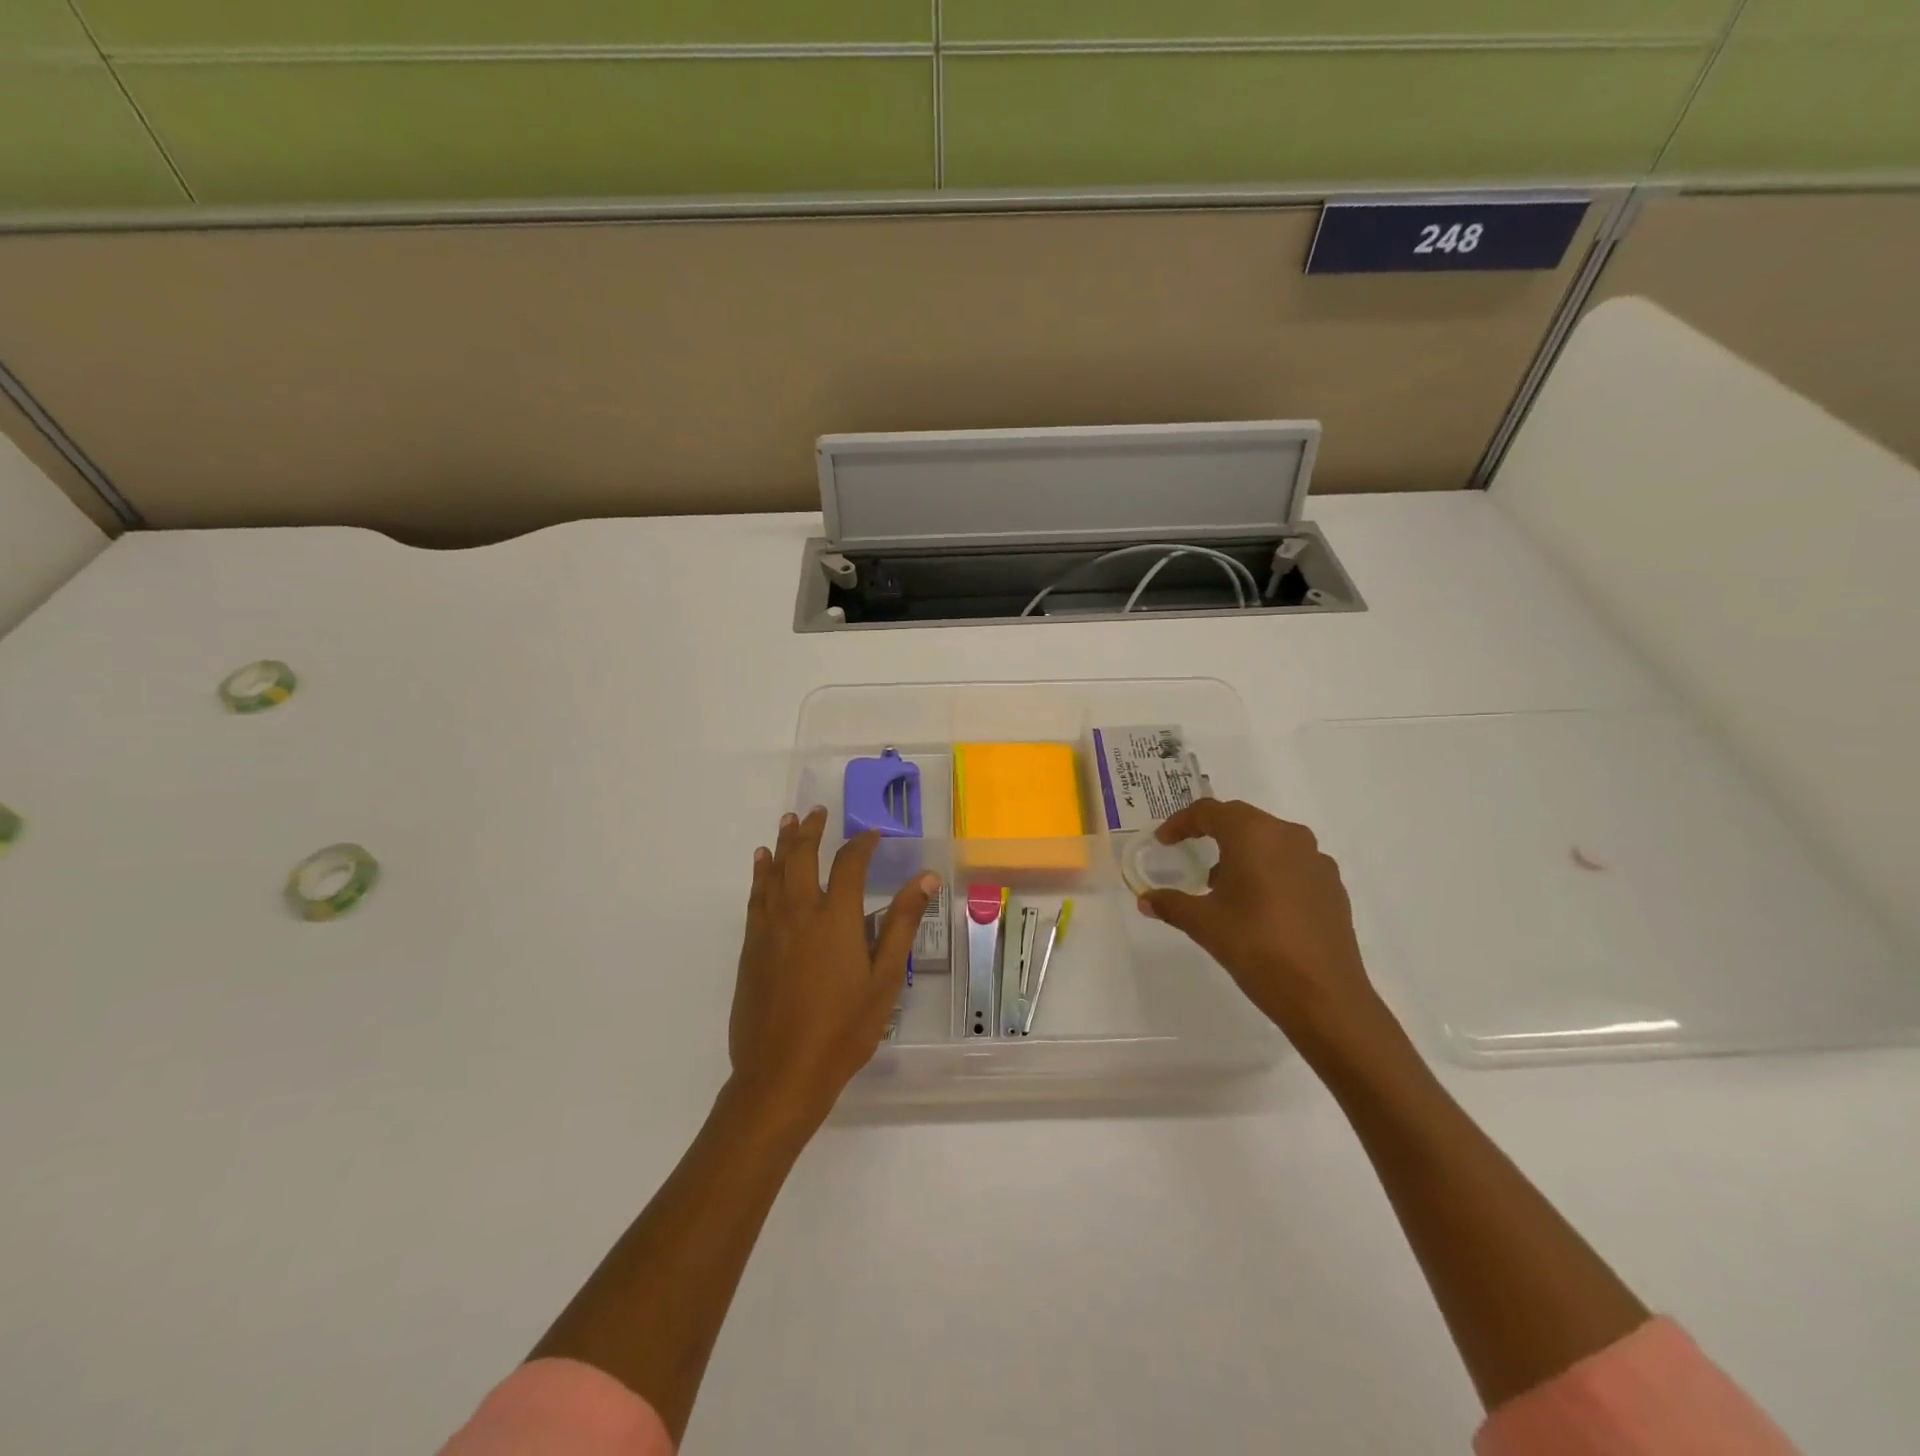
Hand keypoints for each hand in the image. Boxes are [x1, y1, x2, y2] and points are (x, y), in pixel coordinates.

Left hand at [729, 807, 936, 1127]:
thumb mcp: (885, 978)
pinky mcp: (750, 948)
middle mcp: (799, 912)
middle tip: (818, 811)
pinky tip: (762, 864)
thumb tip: (926, 878)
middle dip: (811, 830)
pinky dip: (760, 874)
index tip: (873, 833)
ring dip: (782, 843)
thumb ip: (901, 923)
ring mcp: (769, 928)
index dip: (862, 842)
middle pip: (802, 856)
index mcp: (836, 918)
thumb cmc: (843, 1029)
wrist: (782, 1073)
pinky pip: (756, 897)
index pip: (850, 863)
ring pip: (774, 872)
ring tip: (789, 822)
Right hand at [1136, 799, 1389, 1057]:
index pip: (1209, 811)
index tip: (1163, 841)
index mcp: (1253, 834)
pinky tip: (1258, 904)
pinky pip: (1291, 864)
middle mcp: (1288, 836)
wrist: (1323, 994)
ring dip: (1243, 852)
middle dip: (1212, 832)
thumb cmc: (1256, 946)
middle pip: (1242, 820)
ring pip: (1270, 841)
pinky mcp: (1332, 886)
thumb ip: (1171, 904)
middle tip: (1189, 852)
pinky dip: (1268, 871)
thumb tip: (1146, 900)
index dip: (1181, 822)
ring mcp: (1316, 860)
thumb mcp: (1203, 924)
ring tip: (1222, 884)